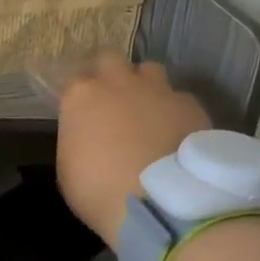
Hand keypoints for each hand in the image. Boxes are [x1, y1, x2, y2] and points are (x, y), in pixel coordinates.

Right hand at [56, 54, 211, 245]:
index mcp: (81, 97)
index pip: (74, 81)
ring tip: (148, 112)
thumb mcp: (68, 169)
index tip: (83, 114)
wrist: (159, 202)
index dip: (80, 97)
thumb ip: (77, 141)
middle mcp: (118, 82)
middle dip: (110, 74)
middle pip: (110, 58)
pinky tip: (176, 133)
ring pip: (149, 69)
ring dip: (145, 85)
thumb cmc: (98, 190)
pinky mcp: (190, 104)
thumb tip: (88, 137)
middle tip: (113, 101)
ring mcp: (157, 90)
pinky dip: (175, 111)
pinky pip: (179, 98)